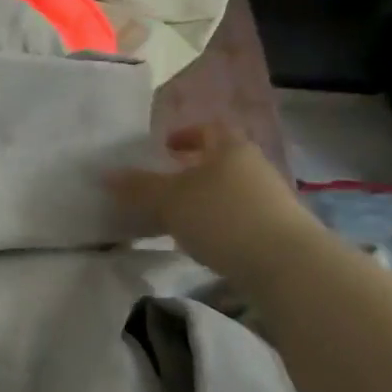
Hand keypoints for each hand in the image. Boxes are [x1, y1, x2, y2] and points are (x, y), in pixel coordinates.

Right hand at [108, 122, 322, 284]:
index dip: (184, 135)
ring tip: (175, 219)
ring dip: (202, 200)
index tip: (163, 148)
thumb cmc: (221, 217)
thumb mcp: (169, 200)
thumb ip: (138, 187)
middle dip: (190, 170)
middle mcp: (253, 165)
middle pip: (218, 161)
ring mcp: (268, 197)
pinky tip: (202, 241)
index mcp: (229, 147)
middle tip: (163, 185)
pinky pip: (237, 216)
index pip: (207, 130)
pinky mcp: (275, 228)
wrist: (284, 262)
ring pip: (227, 190)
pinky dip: (216, 222)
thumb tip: (107, 175)